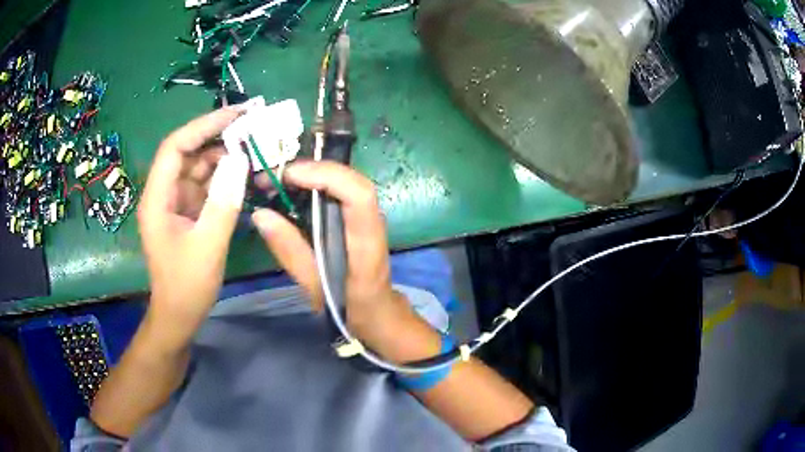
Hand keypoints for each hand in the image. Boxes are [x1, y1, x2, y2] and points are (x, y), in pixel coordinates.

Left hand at [138, 108, 248, 349]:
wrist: (179, 315)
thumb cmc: (187, 286)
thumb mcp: (207, 246)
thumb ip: (223, 202)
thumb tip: (240, 158)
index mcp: (157, 198)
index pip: (175, 147)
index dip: (203, 126)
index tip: (236, 116)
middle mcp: (163, 193)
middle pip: (188, 153)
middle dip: (218, 138)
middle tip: (253, 129)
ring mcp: (175, 202)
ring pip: (199, 167)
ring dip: (225, 158)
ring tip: (255, 151)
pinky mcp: (187, 211)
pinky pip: (206, 185)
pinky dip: (225, 178)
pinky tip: (245, 176)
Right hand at [252, 161, 440, 361]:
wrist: (378, 313)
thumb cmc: (350, 307)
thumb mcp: (316, 287)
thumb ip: (291, 251)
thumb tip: (261, 214)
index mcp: (366, 243)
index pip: (358, 194)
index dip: (326, 175)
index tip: (289, 176)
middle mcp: (372, 221)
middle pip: (350, 179)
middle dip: (310, 169)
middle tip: (270, 177)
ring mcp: (367, 217)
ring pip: (344, 180)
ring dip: (310, 173)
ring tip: (274, 181)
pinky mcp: (357, 217)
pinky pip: (338, 190)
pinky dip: (313, 183)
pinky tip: (289, 190)